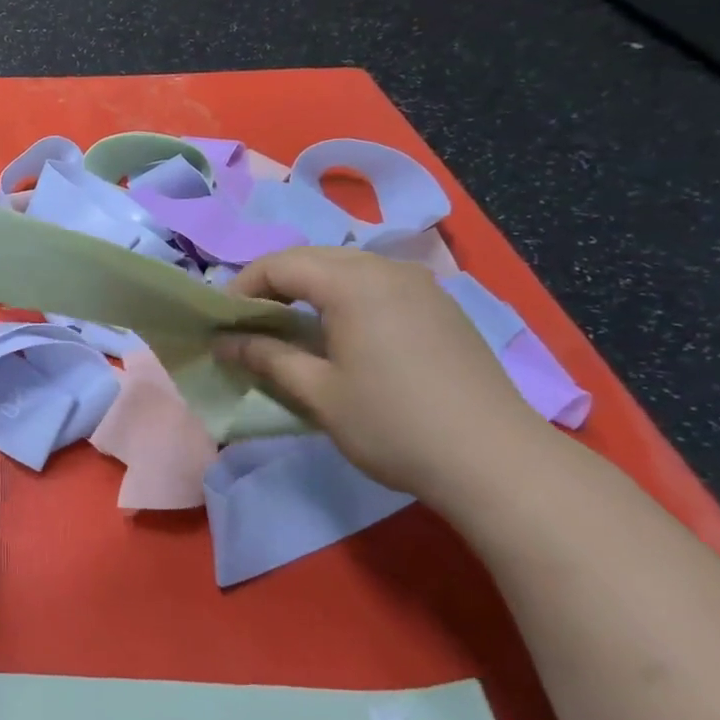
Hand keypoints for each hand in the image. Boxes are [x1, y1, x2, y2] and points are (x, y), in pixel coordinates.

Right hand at [216, 247, 550, 504]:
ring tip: (292, 327)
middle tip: (251, 323)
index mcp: (352, 283)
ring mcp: (420, 285)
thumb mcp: (318, 393)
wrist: (496, 461)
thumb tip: (223, 342)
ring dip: (311, 289)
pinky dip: (345, 297)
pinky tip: (344, 334)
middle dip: (274, 284)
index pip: (280, 264)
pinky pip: (378, 284)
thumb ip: (266, 357)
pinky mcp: (441, 306)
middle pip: (313, 258)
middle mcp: (386, 269)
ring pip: (347, 268)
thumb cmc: (393, 425)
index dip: (243, 287)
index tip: (223, 321)